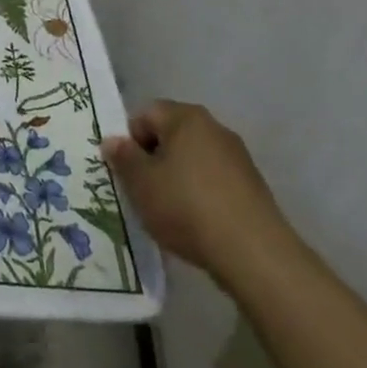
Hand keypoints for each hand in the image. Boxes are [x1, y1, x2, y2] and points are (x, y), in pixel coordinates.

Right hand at [102, 100, 298, 285]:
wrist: (253, 254)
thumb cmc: (187, 207)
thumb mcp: (141, 183)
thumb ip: (123, 158)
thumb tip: (113, 141)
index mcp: (186, 118)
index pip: (146, 114)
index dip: (130, 140)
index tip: (127, 172)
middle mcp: (214, 128)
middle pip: (171, 135)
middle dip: (154, 159)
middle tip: (144, 191)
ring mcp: (238, 157)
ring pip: (193, 159)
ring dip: (177, 178)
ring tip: (169, 212)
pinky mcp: (253, 187)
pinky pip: (214, 181)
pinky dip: (200, 195)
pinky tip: (197, 224)